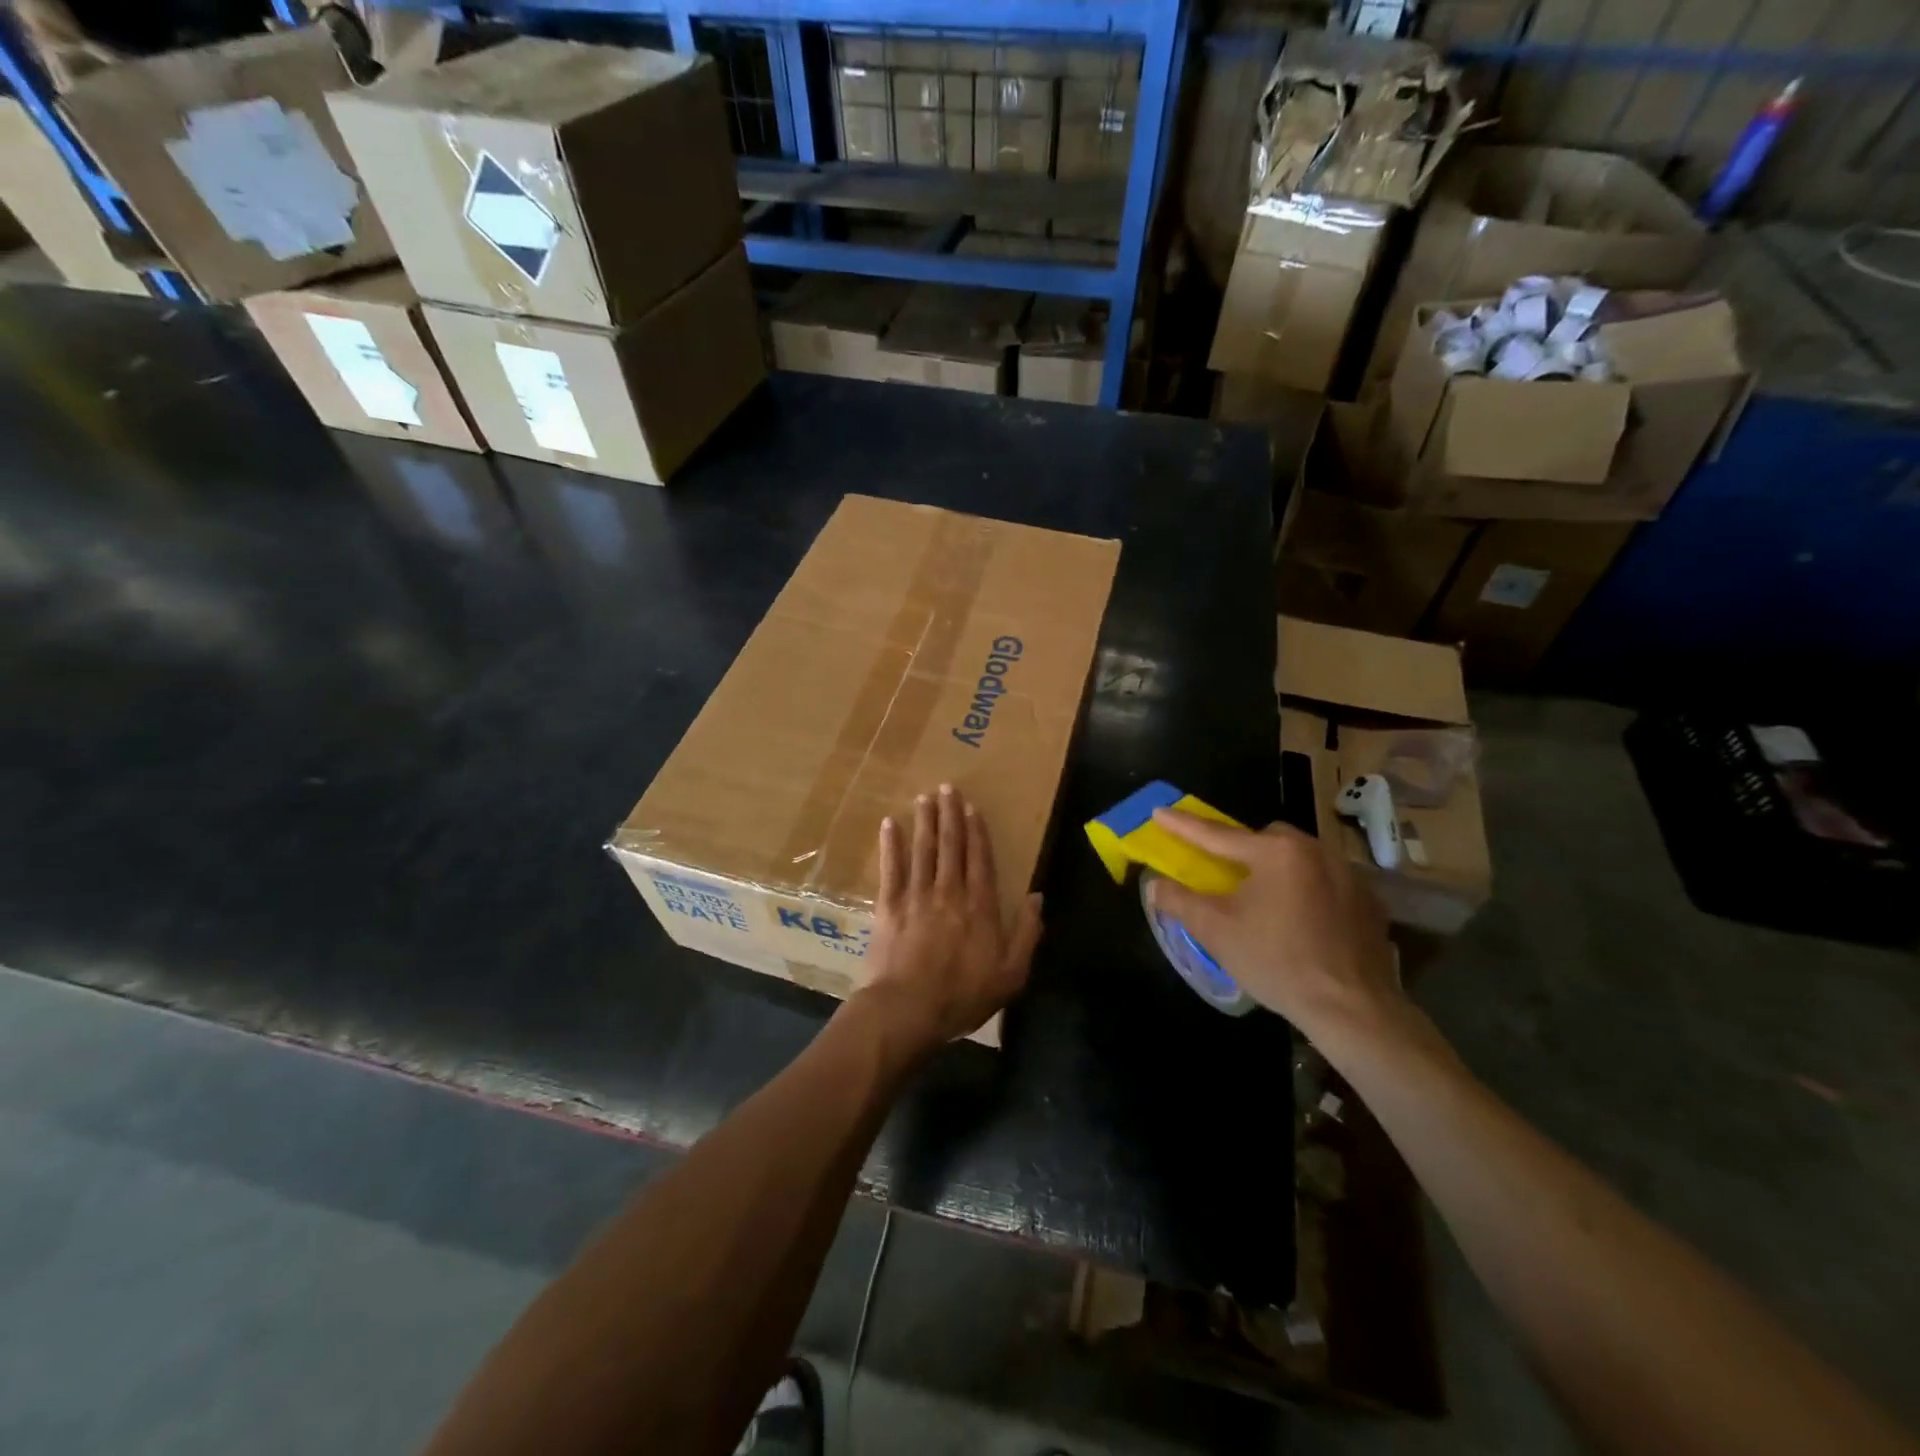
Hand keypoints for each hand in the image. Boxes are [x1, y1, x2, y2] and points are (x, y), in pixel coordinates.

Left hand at [857, 784, 1043, 1050]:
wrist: (908, 1010)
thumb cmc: (962, 996)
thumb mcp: (1010, 974)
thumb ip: (1027, 934)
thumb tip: (1038, 897)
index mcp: (980, 906)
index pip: (980, 859)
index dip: (977, 832)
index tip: (972, 807)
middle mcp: (949, 892)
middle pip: (951, 846)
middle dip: (950, 815)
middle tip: (947, 788)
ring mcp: (917, 896)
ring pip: (923, 850)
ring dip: (924, 821)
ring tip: (924, 797)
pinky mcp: (889, 906)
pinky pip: (890, 868)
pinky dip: (890, 845)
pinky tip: (889, 824)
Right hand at [1148, 809, 1401, 1042]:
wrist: (1351, 1008)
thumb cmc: (1276, 961)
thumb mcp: (1215, 930)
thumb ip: (1179, 900)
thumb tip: (1155, 885)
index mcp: (1276, 852)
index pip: (1217, 835)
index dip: (1183, 825)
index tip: (1159, 812)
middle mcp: (1315, 851)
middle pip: (1266, 839)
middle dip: (1243, 849)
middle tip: (1226, 874)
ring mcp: (1349, 875)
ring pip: (1300, 858)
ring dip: (1278, 870)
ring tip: (1265, 900)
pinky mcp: (1369, 902)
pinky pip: (1327, 882)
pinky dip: (1307, 891)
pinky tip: (1301, 921)